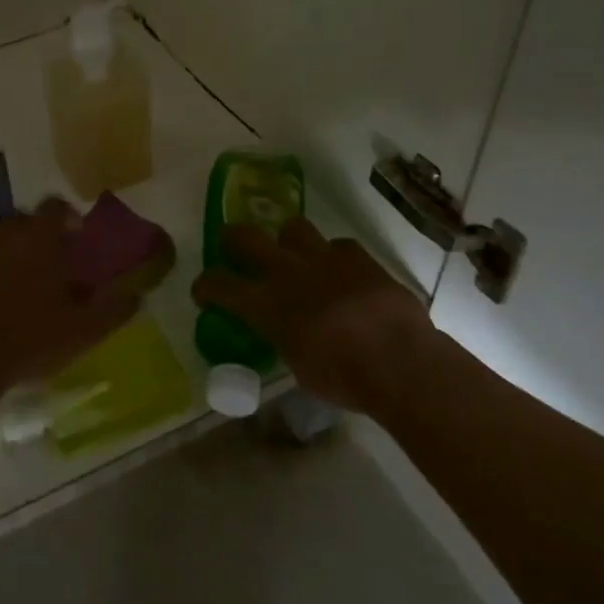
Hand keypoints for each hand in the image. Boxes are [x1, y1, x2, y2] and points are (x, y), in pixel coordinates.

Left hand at [0, 200, 140, 402]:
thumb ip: (113, 309)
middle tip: (47, 267)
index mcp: (38, 237)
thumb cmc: (28, 340)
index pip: (56, 207)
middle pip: (22, 222)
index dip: (68, 218)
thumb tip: (137, 296)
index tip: (76, 237)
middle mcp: (1, 232)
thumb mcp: (83, 331)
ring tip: (13, 288)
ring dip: (5, 255)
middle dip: (36, 238)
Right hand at [191, 217, 438, 411]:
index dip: (205, 286)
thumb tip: (285, 331)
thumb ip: (284, 338)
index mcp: (266, 304)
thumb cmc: (343, 377)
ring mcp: (323, 258)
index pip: (218, 284)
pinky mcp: (358, 257)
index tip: (204, 292)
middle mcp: (287, 272)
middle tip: (234, 248)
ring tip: (296, 257)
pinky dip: (334, 257)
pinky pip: (338, 245)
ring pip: (292, 226)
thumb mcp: (298, 366)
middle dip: (233, 239)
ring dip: (288, 241)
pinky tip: (342, 274)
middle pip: (244, 236)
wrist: (399, 360)